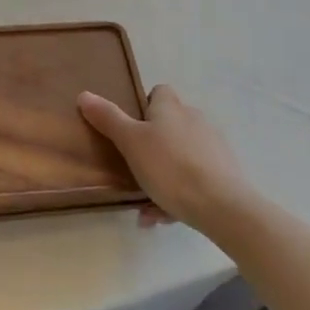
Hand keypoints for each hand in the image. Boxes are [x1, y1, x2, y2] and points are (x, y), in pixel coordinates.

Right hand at [79, 85, 252, 232]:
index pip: (159, 92)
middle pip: (170, 125)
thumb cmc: (170, 167)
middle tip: (133, 169)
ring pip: (180, 157)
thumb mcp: (130, 142)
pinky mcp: (225, 173)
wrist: (223, 206)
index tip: (131, 128)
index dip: (145, 106)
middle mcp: (195, 120)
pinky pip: (195, 179)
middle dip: (152, 146)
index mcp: (172, 108)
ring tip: (145, 205)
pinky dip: (178, 194)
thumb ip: (108, 119)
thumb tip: (84, 94)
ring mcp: (213, 147)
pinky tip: (163, 217)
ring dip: (163, 176)